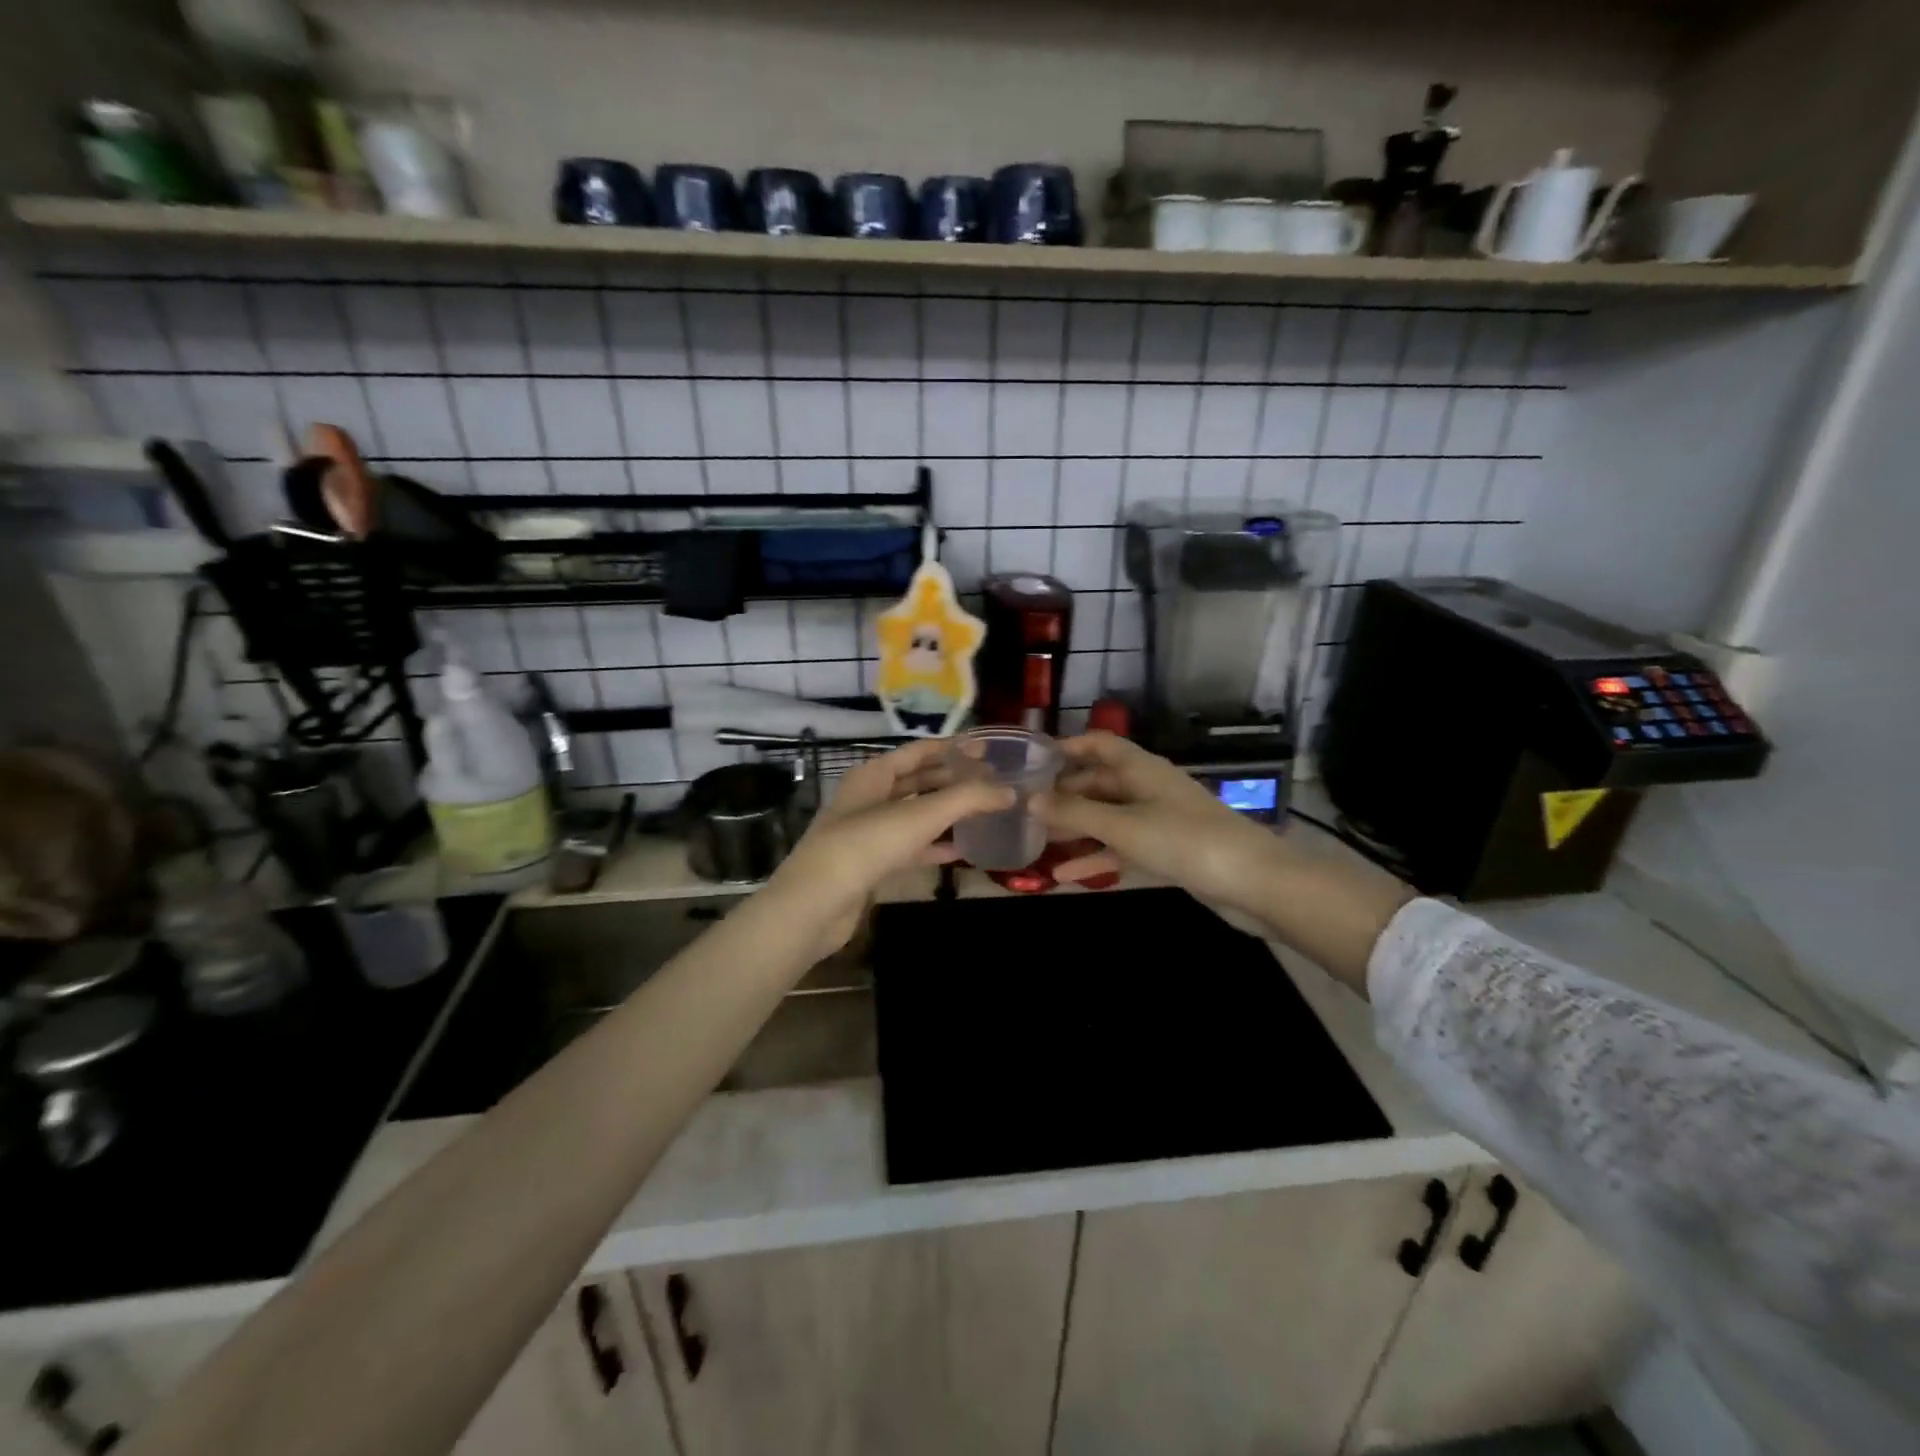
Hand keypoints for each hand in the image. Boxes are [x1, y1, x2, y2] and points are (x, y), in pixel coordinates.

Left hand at [767, 738, 1011, 952]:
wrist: (815, 903)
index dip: (953, 748)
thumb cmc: (866, 845)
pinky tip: (959, 852)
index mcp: (873, 774)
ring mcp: (866, 831)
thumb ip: (967, 800)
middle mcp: (868, 796)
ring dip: (945, 813)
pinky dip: (932, 846)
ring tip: (982, 813)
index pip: (919, 751)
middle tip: (991, 783)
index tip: (987, 750)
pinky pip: (908, 846)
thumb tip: (1010, 791)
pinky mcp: (869, 863)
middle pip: (917, 781)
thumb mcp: (920, 816)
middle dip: (953, 780)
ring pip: (914, 814)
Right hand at [1036, 733, 1284, 910]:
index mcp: (1141, 768)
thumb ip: (1075, 814)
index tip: (1031, 761)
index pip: (1099, 744)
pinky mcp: (1168, 850)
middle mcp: (1149, 788)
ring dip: (1077, 828)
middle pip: (1099, 782)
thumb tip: (1029, 800)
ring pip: (1108, 817)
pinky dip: (1098, 857)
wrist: (1254, 883)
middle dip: (1064, 794)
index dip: (1067, 747)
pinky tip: (1066, 875)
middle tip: (1025, 808)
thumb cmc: (1185, 841)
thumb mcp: (1124, 827)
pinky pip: (1123, 847)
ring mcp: (1160, 820)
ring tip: (1038, 841)